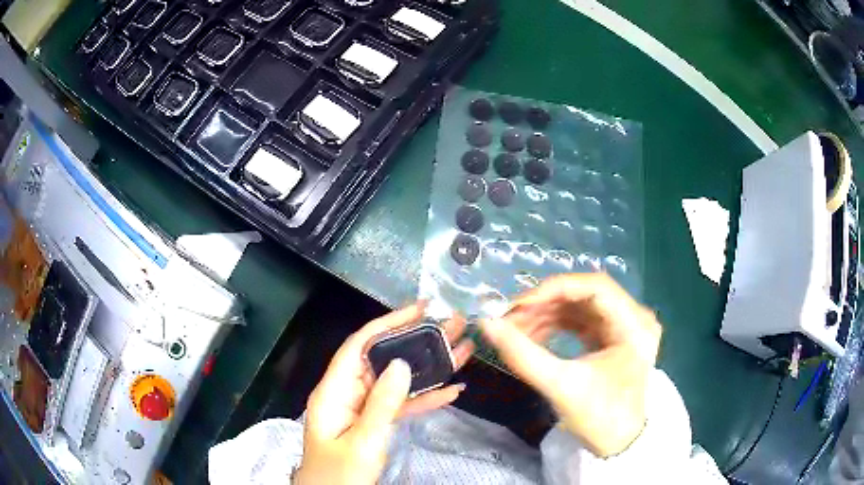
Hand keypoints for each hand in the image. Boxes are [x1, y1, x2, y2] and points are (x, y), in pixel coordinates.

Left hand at [294, 303, 473, 484]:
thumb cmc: (340, 473)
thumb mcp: (362, 441)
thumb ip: (381, 403)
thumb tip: (400, 363)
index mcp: (334, 390)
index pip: (360, 345)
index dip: (388, 323)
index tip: (420, 309)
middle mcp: (347, 393)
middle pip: (383, 360)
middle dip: (417, 343)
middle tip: (452, 327)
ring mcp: (362, 408)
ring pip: (397, 381)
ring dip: (428, 369)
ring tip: (461, 352)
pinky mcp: (374, 423)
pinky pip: (400, 405)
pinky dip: (424, 398)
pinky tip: (452, 390)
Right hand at [480, 273, 660, 456]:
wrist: (619, 443)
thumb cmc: (600, 418)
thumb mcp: (561, 386)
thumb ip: (522, 355)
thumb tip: (487, 323)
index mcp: (635, 325)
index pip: (595, 287)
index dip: (555, 289)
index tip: (519, 304)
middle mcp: (635, 317)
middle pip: (586, 294)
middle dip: (546, 304)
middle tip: (511, 317)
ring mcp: (625, 326)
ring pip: (580, 306)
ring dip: (547, 314)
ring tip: (516, 329)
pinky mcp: (613, 337)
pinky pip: (581, 321)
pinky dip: (556, 325)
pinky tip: (533, 336)